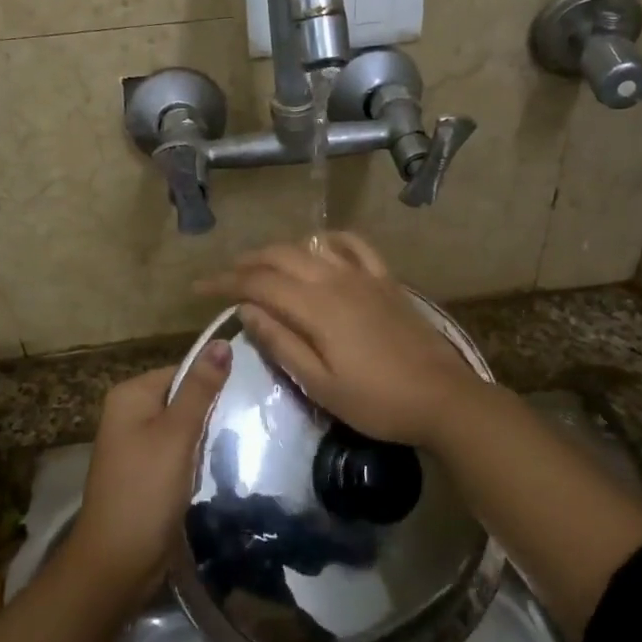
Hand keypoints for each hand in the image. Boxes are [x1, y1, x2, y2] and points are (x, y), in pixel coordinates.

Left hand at [67, 343, 231, 595]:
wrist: (117, 564)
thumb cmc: (145, 490)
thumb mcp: (177, 434)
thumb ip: (201, 389)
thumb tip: (221, 341)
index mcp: (130, 395)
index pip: (183, 371)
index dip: (214, 382)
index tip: (250, 394)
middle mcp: (129, 413)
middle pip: (183, 398)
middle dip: (212, 411)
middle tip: (250, 420)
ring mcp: (135, 445)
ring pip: (184, 427)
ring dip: (207, 437)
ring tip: (242, 442)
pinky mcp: (146, 472)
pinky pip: (178, 452)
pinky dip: (197, 458)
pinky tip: (219, 466)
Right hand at [198, 233, 489, 447]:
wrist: (442, 398)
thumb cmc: (376, 401)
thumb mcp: (319, 384)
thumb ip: (281, 343)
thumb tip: (246, 309)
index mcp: (316, 307)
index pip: (258, 283)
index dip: (225, 282)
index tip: (199, 289)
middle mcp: (336, 280)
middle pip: (281, 256)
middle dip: (247, 262)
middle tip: (225, 276)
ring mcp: (364, 276)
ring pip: (312, 247)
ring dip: (281, 250)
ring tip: (262, 264)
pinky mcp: (386, 280)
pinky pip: (355, 245)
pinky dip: (330, 240)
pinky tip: (321, 246)